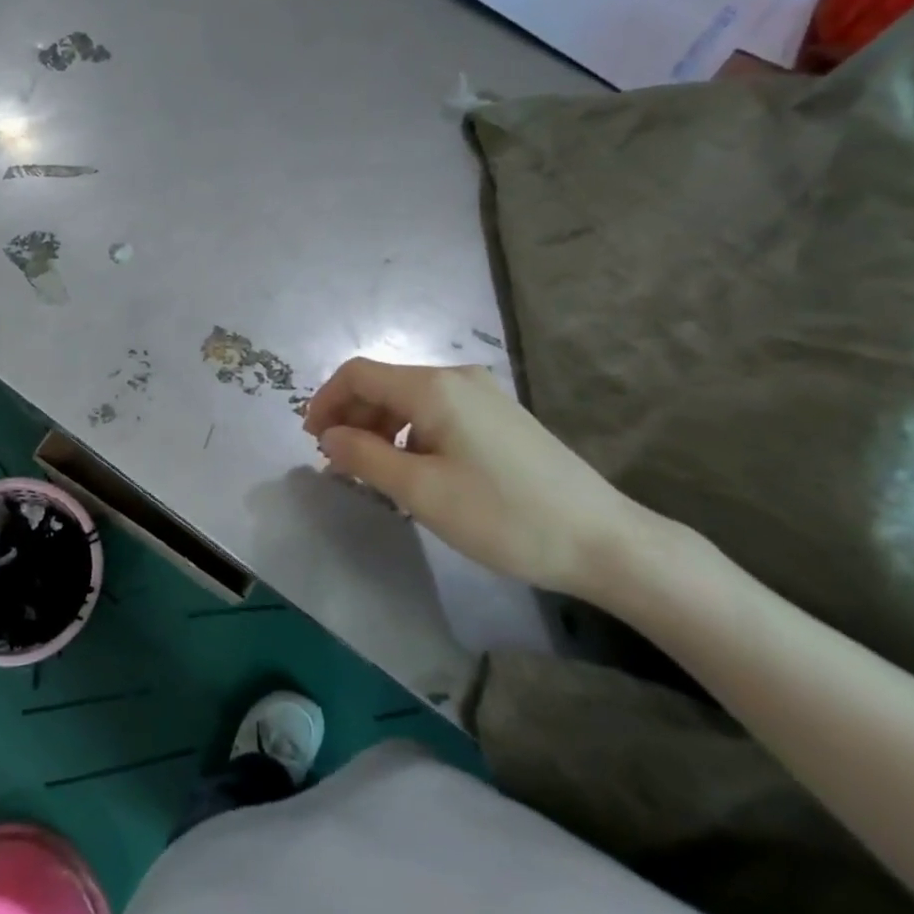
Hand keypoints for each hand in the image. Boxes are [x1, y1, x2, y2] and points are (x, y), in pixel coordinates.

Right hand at [303, 359, 664, 602]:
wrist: (602, 540)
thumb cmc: (502, 515)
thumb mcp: (420, 491)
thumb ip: (364, 457)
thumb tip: (329, 437)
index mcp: (434, 387)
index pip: (359, 373)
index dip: (326, 401)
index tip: (312, 441)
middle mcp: (458, 378)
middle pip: (384, 384)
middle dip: (351, 417)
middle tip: (337, 463)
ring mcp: (484, 395)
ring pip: (410, 400)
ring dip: (379, 428)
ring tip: (372, 472)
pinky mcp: (500, 417)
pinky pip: (437, 413)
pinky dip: (410, 434)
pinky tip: (414, 471)